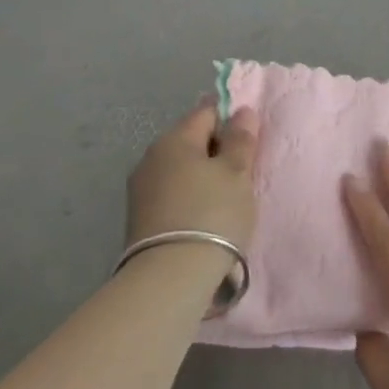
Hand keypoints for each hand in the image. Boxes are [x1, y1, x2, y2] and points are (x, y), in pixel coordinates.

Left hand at [126, 100, 259, 266]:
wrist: (171, 278)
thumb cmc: (212, 214)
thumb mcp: (237, 173)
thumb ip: (240, 139)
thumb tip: (241, 111)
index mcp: (174, 138)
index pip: (206, 112)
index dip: (231, 122)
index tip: (249, 145)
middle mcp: (151, 157)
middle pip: (191, 141)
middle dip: (216, 152)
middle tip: (242, 175)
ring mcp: (141, 190)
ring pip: (180, 170)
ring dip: (202, 178)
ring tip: (225, 201)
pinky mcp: (139, 219)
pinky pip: (172, 195)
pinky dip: (189, 199)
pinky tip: (205, 219)